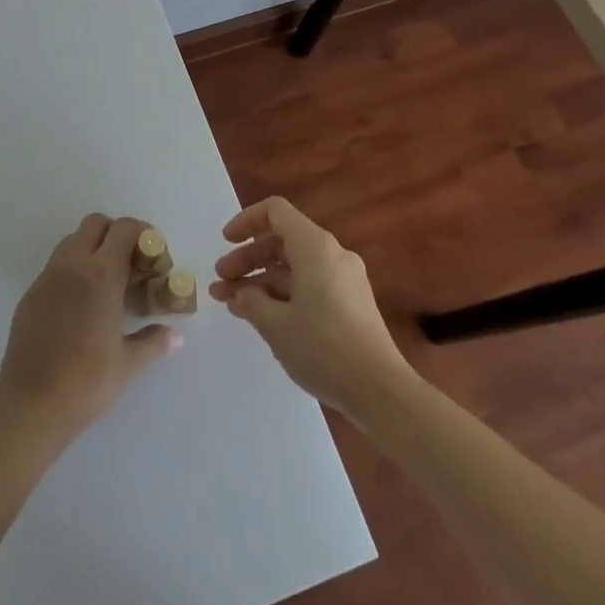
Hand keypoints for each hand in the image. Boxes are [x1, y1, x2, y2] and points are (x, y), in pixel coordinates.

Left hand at [0, 214, 181, 442]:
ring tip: (108, 284)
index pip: (124, 229)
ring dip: (93, 249)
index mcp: (101, 274)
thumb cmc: (86, 382)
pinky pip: (57, 266)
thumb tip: (175, 336)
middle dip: (117, 234)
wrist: (30, 403)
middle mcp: (73, 264)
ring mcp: (48, 276)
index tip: (154, 256)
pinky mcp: (31, 292)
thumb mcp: (128, 364)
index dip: (143, 234)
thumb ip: (154, 342)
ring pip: (73, 241)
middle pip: (96, 224)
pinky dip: (74, 270)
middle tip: (132, 265)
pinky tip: (82, 305)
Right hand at [209, 196, 408, 421]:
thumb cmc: (324, 348)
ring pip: (295, 266)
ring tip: (234, 305)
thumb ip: (250, 301)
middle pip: (282, 241)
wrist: (382, 392)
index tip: (225, 243)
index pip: (275, 212)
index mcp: (314, 246)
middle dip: (248, 259)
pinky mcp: (352, 304)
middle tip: (221, 282)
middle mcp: (332, 254)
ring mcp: (345, 279)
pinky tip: (265, 318)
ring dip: (262, 281)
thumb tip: (240, 293)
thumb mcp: (275, 324)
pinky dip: (284, 294)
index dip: (246, 221)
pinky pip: (310, 284)